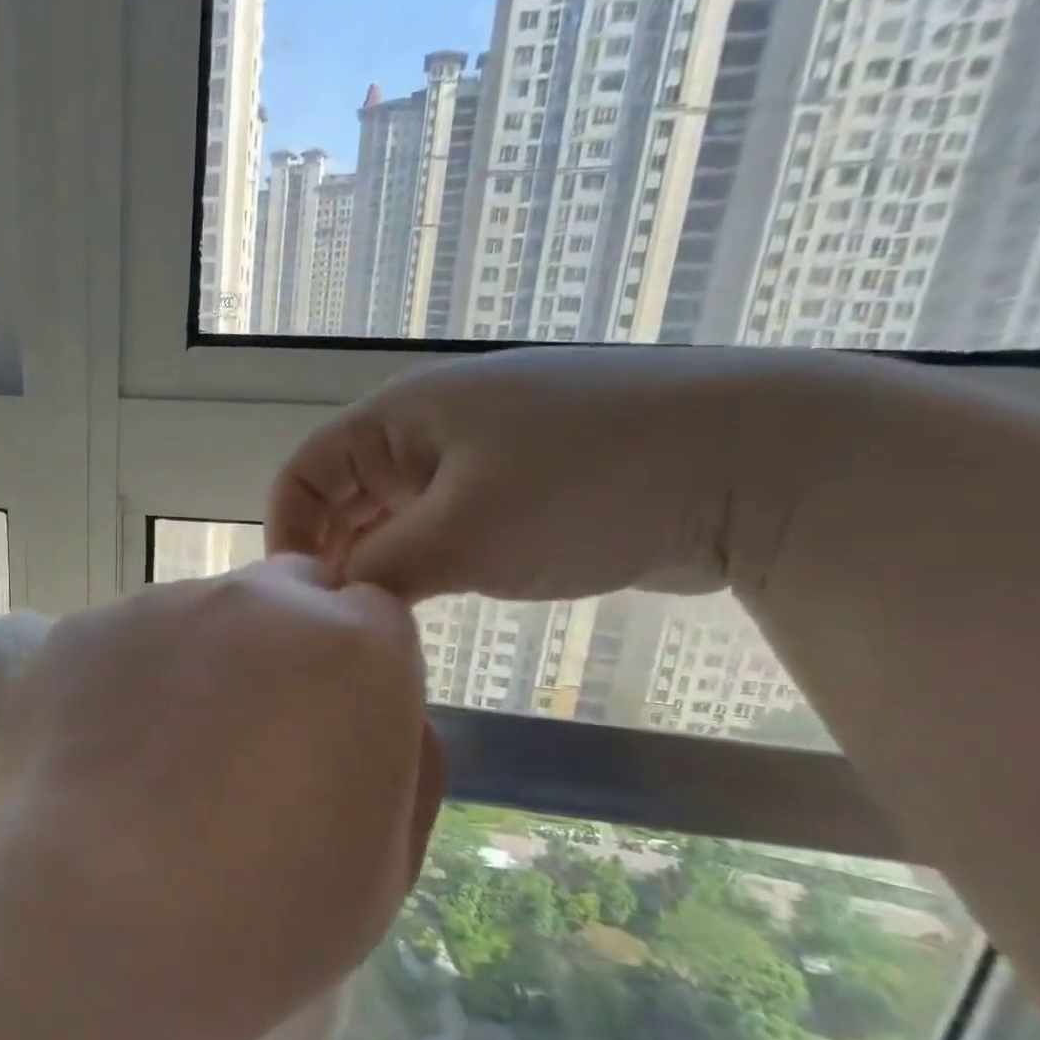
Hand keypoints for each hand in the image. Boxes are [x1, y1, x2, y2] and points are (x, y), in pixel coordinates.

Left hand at [0, 556, 442, 1039]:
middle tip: (251, 731)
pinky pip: (126, 642)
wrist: (101, 921)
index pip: (372, 615)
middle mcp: (258, 600)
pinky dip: (129, 680)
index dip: (355, 669)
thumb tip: (389, 714)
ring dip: (202, 660)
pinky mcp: (85, 630)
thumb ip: (406, 763)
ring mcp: (161, 606)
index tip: (331, 724)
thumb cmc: (265, 915)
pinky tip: (105, 754)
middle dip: (287, 642)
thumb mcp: (386, 863)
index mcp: (355, 645)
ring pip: (200, 615)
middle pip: (288, 594)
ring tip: (162, 754)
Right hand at [266, 346, 842, 603]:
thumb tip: (335, 604)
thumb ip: (380, 571)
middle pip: (344, 494)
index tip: (296, 601)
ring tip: (373, 622)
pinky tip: (424, 604)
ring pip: (392, 515)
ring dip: (376, 565)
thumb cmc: (584, 486)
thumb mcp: (462, 535)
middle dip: (329, 555)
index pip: (306, 471)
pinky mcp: (516, 488)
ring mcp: (475, 456)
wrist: (753, 462)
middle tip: (334, 623)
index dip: (287, 532)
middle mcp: (427, 429)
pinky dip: (421, 563)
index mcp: (401, 416)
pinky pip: (441, 526)